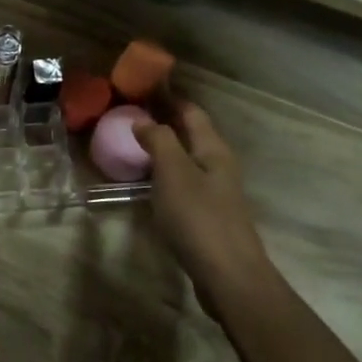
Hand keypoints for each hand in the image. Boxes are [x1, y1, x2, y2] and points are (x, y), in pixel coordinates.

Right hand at [133, 100, 273, 322]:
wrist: (229, 276)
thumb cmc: (199, 218)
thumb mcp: (174, 173)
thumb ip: (159, 142)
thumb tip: (144, 121)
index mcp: (213, 150)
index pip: (192, 112)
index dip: (170, 97)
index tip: (145, 86)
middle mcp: (218, 166)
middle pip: (192, 135)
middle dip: (165, 121)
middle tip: (132, 113)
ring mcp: (216, 193)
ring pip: (187, 160)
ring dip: (164, 149)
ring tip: (135, 144)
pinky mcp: (208, 217)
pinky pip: (184, 184)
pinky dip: (165, 175)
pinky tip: (149, 184)